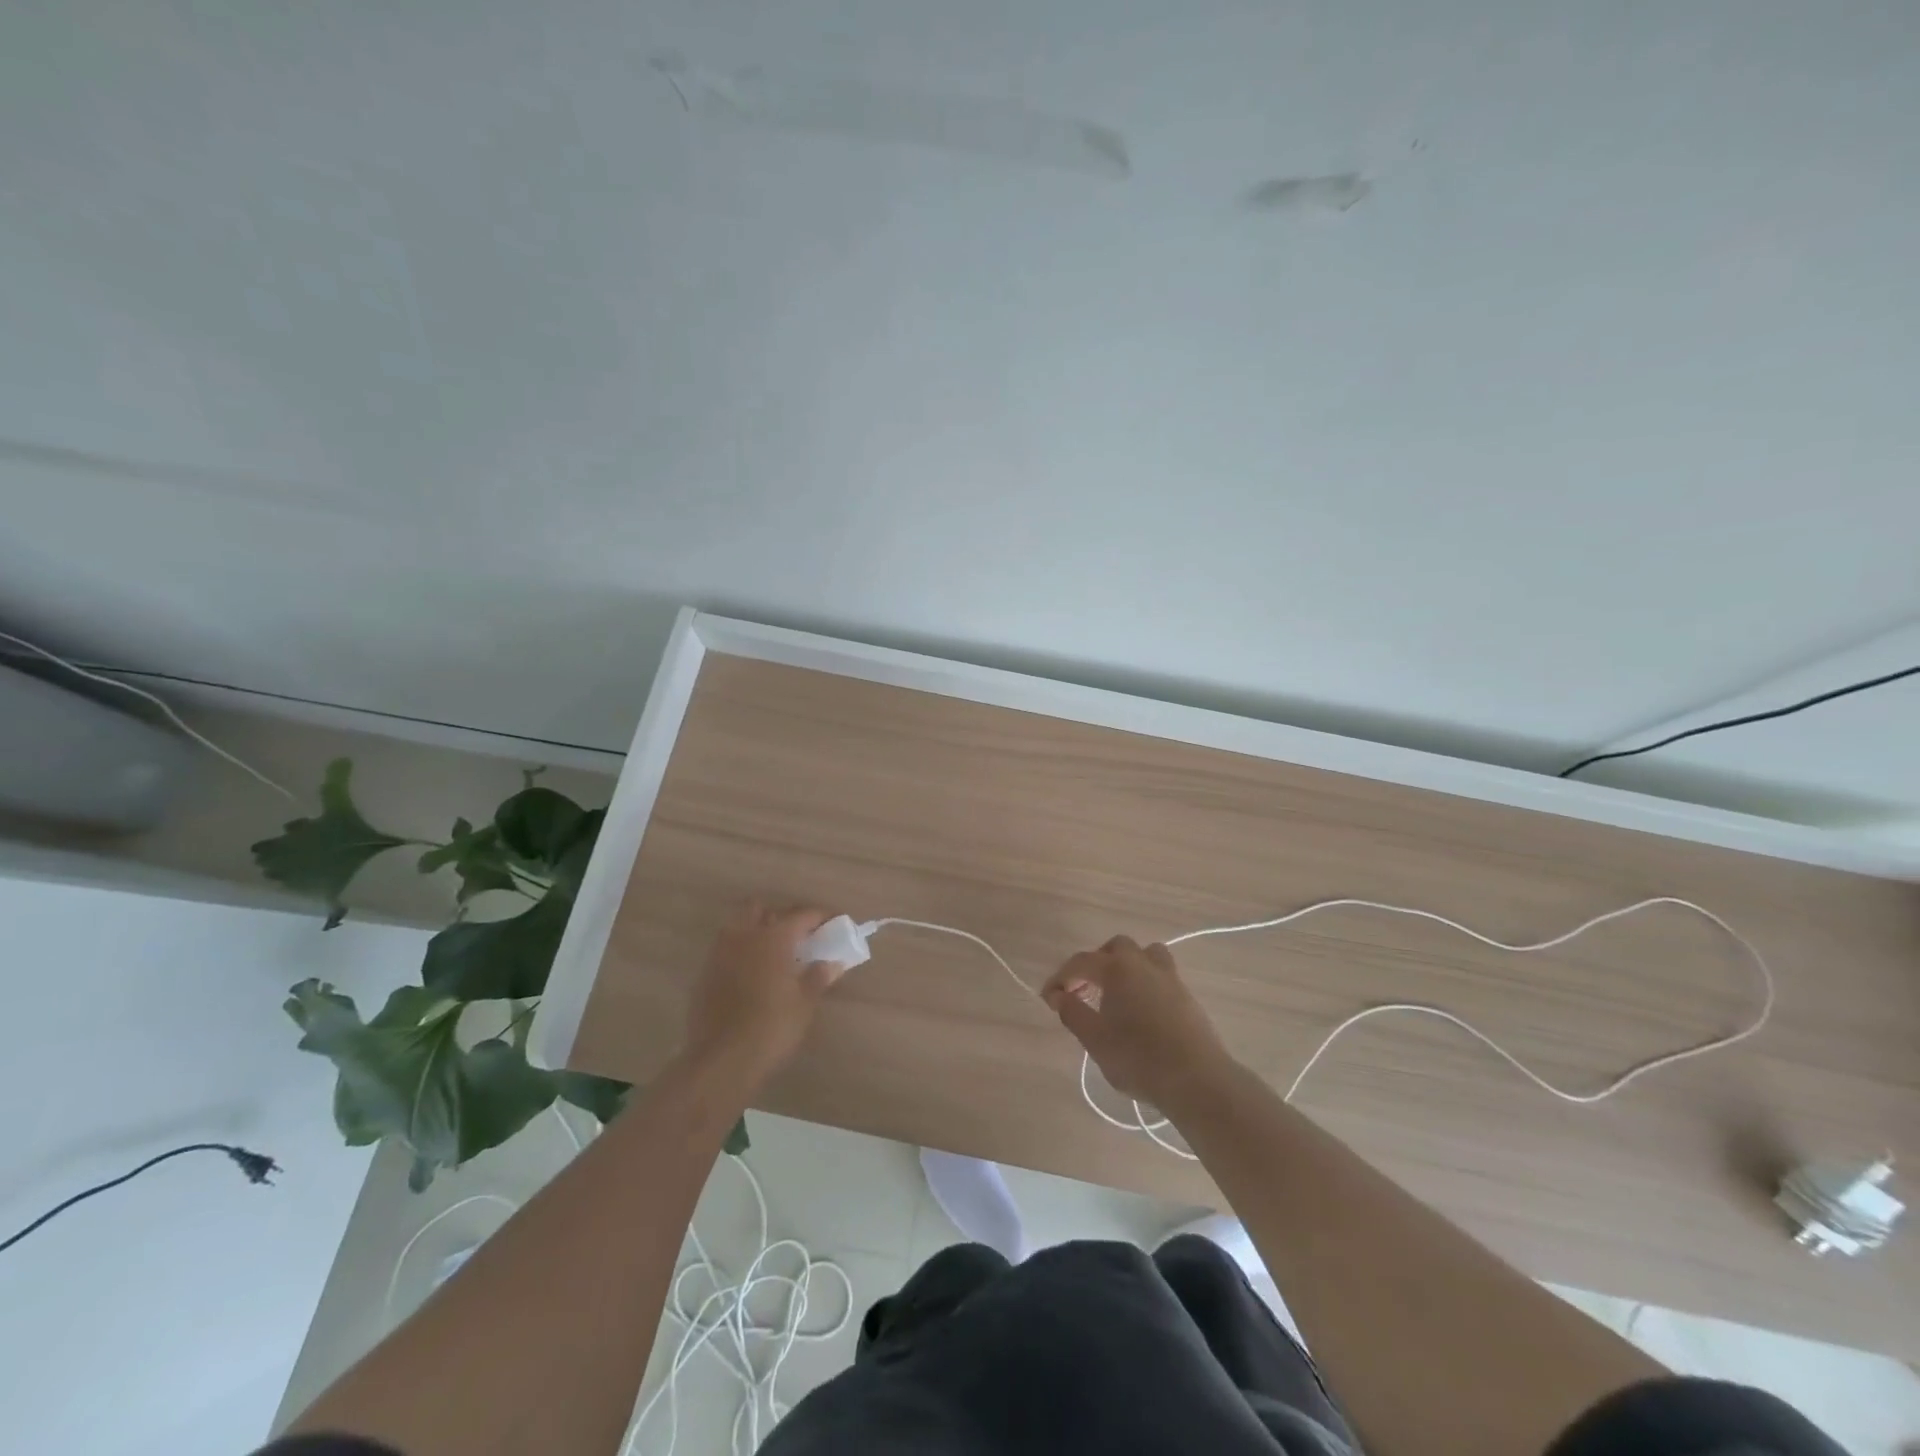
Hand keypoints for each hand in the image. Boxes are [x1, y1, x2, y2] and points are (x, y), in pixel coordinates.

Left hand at [681, 902, 840, 1089]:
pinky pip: (724, 951)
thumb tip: (832, 962)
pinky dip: (739, 953)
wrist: (721, 1061)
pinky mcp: (704, 975)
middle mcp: (743, 937)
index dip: (820, 916)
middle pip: (759, 908)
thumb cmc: (771, 1027)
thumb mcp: (804, 1003)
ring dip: (755, 931)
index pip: (800, 915)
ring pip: (736, 926)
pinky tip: (751, 975)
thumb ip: (819, 977)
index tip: (833, 922)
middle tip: (795, 935)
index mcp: (772, 938)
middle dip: (778, 915)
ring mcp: (719, 955)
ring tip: (772, 953)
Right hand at [1042, 936, 1233, 1110]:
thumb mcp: (1095, 1040)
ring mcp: (1168, 977)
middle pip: (1115, 948)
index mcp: (1117, 968)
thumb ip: (1073, 1013)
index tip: (1049, 998)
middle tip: (1083, 991)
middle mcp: (1143, 963)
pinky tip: (1140, 1009)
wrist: (1196, 1079)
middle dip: (1095, 964)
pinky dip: (1144, 982)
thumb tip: (1059, 996)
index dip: (1061, 978)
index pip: (1081, 962)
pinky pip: (1159, 974)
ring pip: (1144, 954)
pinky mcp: (1186, 995)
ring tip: (1116, 992)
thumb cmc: (1138, 1058)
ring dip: (1126, 966)